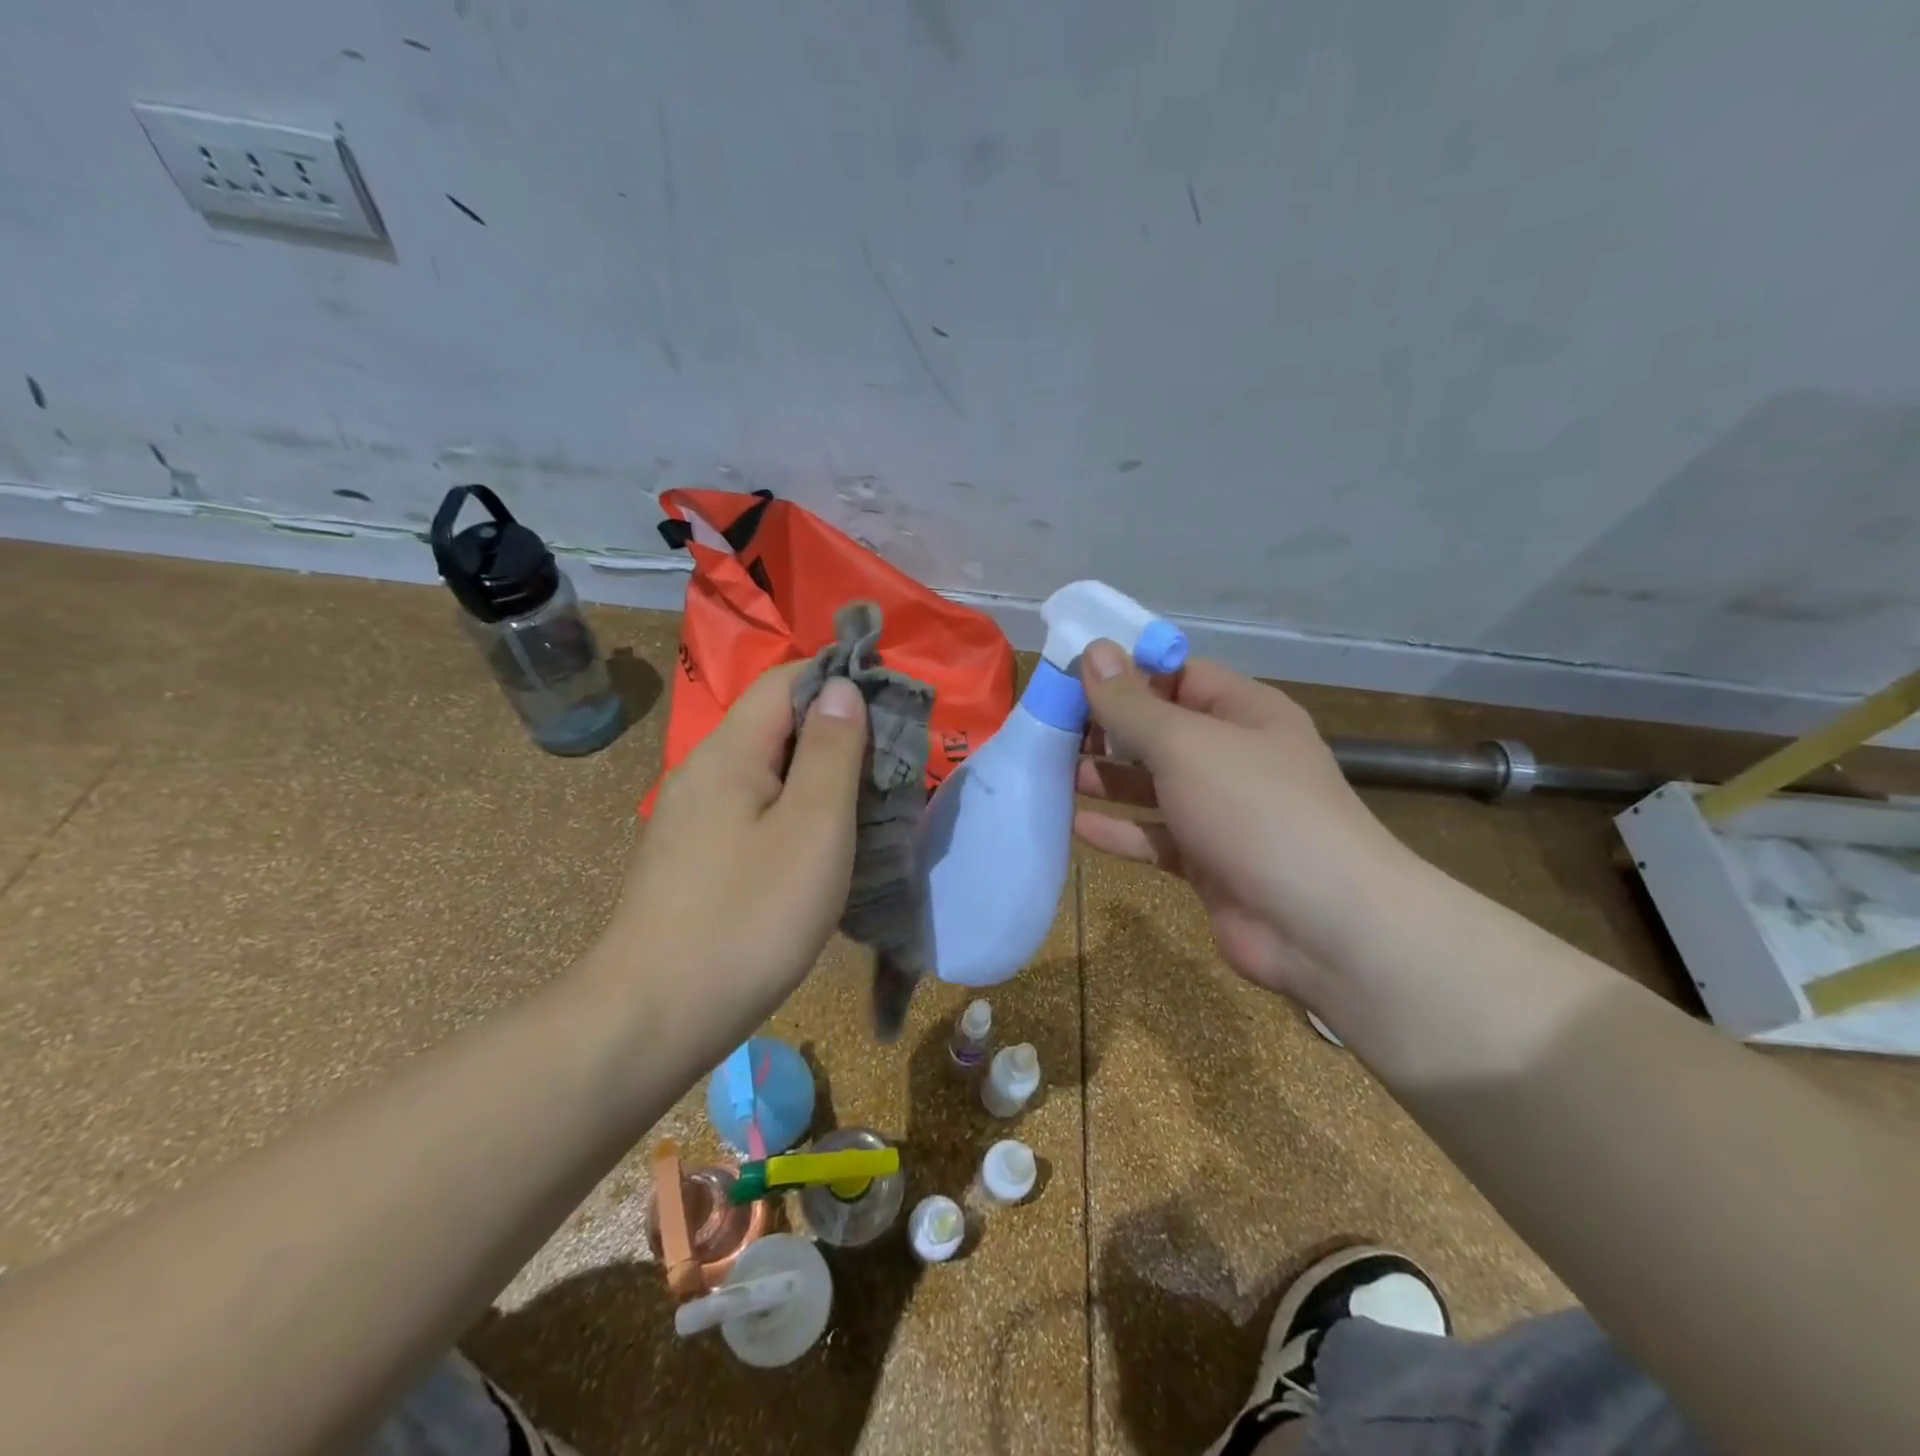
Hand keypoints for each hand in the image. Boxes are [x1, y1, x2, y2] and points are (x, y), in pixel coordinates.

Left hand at [597, 665, 867, 1041]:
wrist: (654, 1018)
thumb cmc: (748, 917)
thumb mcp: (812, 828)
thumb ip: (831, 751)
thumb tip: (841, 686)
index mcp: (729, 751)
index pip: (787, 679)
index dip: (841, 678)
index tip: (894, 707)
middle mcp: (704, 771)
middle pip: (777, 723)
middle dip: (838, 733)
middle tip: (893, 766)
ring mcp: (694, 817)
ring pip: (769, 771)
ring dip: (820, 777)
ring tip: (868, 806)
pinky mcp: (696, 857)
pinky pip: (755, 811)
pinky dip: (796, 813)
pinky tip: (821, 848)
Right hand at [1074, 640, 1415, 1001]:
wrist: (1322, 924)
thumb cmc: (1254, 810)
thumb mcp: (1186, 744)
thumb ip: (1132, 704)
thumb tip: (1094, 650)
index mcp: (1243, 712)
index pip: (1178, 675)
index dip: (1127, 672)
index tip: (1070, 676)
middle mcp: (1234, 756)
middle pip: (1161, 730)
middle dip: (1108, 729)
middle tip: (1050, 728)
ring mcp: (1222, 812)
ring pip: (1154, 785)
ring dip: (1108, 778)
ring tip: (1053, 771)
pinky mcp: (1209, 861)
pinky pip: (1155, 836)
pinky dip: (1120, 830)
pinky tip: (1077, 825)